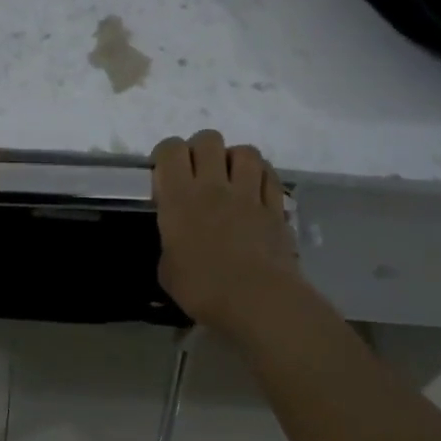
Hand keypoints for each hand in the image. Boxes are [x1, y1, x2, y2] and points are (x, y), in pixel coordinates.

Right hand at [152, 130, 302, 337]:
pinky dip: (261, 176)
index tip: (164, 173)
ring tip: (230, 177)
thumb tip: (178, 242)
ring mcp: (249, 194)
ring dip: (234, 158)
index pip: (170, 150)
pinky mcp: (276, 207)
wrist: (257, 300)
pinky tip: (255, 189)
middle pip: (208, 140)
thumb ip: (171, 244)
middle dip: (200, 149)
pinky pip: (269, 175)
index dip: (165, 154)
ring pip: (245, 151)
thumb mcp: (168, 270)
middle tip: (197, 173)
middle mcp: (214, 186)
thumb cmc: (202, 288)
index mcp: (180, 198)